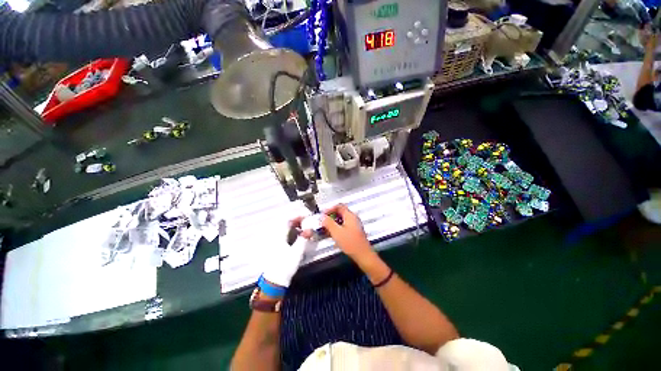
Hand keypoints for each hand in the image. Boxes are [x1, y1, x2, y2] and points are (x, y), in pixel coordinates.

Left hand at [261, 218, 313, 287]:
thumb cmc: (285, 266)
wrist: (275, 282)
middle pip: (286, 224)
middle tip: (307, 222)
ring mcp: (275, 242)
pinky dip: (292, 233)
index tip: (306, 217)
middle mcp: (275, 237)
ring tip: (305, 229)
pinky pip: (284, 235)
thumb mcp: (297, 252)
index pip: (287, 220)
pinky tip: (298, 237)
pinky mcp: (276, 248)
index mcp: (279, 236)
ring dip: (295, 227)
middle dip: (297, 221)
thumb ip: (303, 239)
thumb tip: (310, 229)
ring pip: (285, 229)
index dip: (297, 216)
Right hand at [320, 204, 373, 263]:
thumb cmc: (352, 243)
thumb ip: (328, 223)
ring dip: (333, 223)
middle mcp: (353, 218)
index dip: (329, 209)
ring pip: (341, 220)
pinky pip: (344, 226)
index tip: (323, 215)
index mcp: (350, 216)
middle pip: (340, 213)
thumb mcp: (336, 232)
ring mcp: (355, 225)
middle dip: (330, 217)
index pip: (339, 206)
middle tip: (324, 222)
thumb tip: (322, 217)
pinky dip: (337, 228)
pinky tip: (333, 235)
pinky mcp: (354, 232)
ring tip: (327, 230)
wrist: (363, 255)